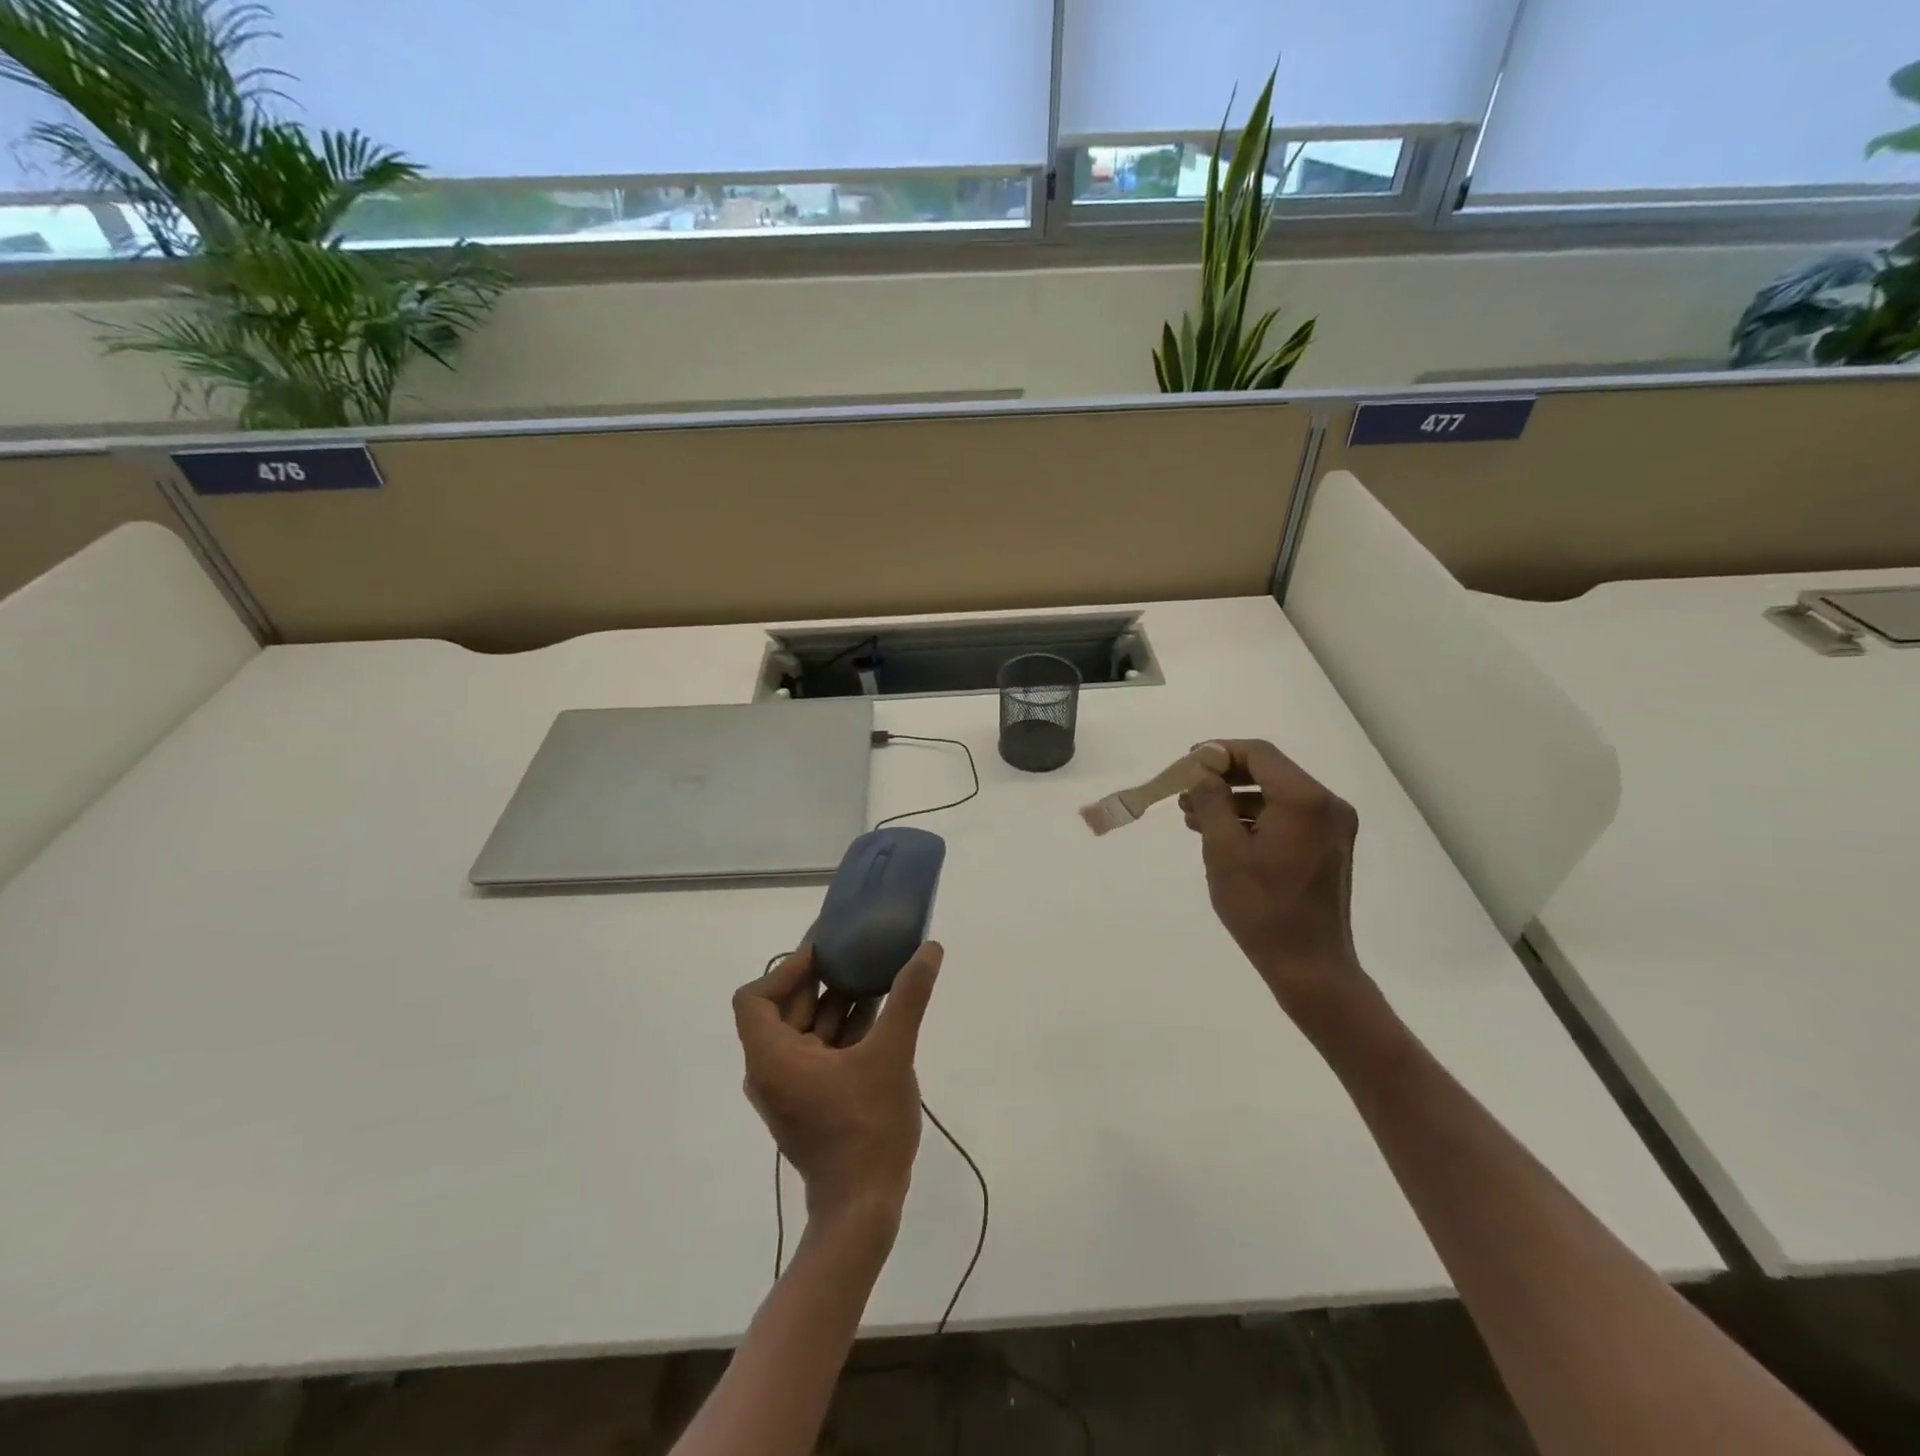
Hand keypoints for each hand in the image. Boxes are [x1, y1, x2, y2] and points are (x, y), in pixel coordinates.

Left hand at [733, 943, 941, 1229]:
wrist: (863, 1208)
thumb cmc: (867, 1127)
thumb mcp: (892, 1054)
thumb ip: (908, 998)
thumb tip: (930, 949)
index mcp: (772, 1057)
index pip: (755, 997)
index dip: (786, 969)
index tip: (825, 954)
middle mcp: (772, 1070)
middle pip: (784, 1009)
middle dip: (820, 980)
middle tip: (855, 952)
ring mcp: (791, 1089)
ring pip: (806, 1031)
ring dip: (836, 1003)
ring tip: (875, 975)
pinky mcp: (811, 1102)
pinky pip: (819, 1053)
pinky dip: (843, 1031)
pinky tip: (881, 1013)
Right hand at [1179, 739, 1371, 1014]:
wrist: (1309, 965)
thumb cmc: (1262, 908)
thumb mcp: (1224, 851)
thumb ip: (1210, 802)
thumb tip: (1200, 771)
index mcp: (1304, 800)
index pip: (1259, 754)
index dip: (1219, 752)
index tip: (1186, 764)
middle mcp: (1327, 805)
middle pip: (1269, 771)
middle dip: (1224, 777)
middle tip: (1185, 792)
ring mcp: (1332, 827)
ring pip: (1276, 795)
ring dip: (1235, 800)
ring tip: (1194, 817)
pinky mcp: (1328, 846)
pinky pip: (1287, 817)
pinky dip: (1254, 818)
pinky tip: (1222, 834)